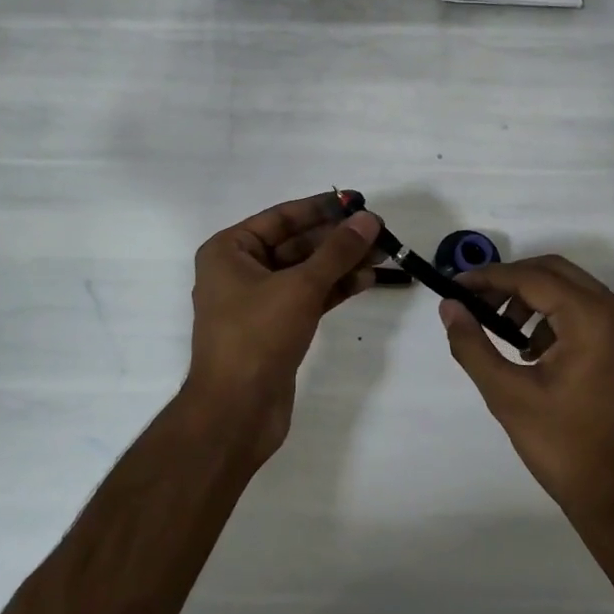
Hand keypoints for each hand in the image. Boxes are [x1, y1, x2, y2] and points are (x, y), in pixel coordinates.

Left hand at [187, 194, 382, 462]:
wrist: (236, 412)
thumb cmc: (257, 336)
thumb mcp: (300, 287)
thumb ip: (337, 251)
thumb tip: (369, 219)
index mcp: (229, 250)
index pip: (282, 217)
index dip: (322, 208)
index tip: (358, 201)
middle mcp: (239, 270)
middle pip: (296, 244)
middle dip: (337, 239)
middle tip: (379, 231)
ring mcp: (257, 302)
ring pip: (305, 272)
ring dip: (341, 263)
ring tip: (383, 254)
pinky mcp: (275, 328)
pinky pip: (307, 297)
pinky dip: (334, 288)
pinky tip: (366, 280)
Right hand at [439, 255, 613, 525]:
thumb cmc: (566, 449)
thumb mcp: (508, 396)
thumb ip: (472, 345)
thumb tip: (449, 306)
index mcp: (594, 319)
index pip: (532, 277)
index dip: (489, 277)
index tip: (455, 286)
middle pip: (555, 272)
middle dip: (511, 282)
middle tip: (476, 304)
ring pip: (574, 289)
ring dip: (534, 298)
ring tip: (504, 332)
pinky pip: (591, 312)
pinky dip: (558, 316)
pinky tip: (534, 350)